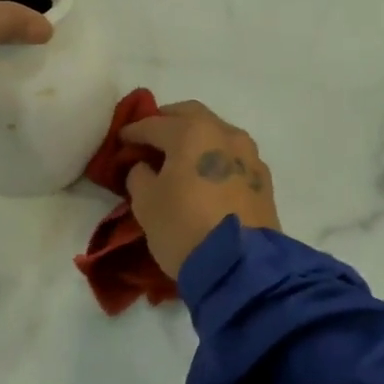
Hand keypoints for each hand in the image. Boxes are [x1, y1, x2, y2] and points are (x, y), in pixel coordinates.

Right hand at [120, 100, 280, 279]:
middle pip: (190, 115)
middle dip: (167, 122)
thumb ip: (139, 174)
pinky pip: (231, 157)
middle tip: (150, 139)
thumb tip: (145, 167)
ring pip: (216, 133)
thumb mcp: (145, 202)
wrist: (241, 268)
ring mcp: (248, 155)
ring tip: (178, 158)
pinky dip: (214, 158)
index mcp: (191, 132)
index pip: (153, 124)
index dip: (132, 132)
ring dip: (195, 139)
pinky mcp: (263, 179)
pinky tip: (204, 176)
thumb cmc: (183, 227)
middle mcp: (224, 133)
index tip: (121, 141)